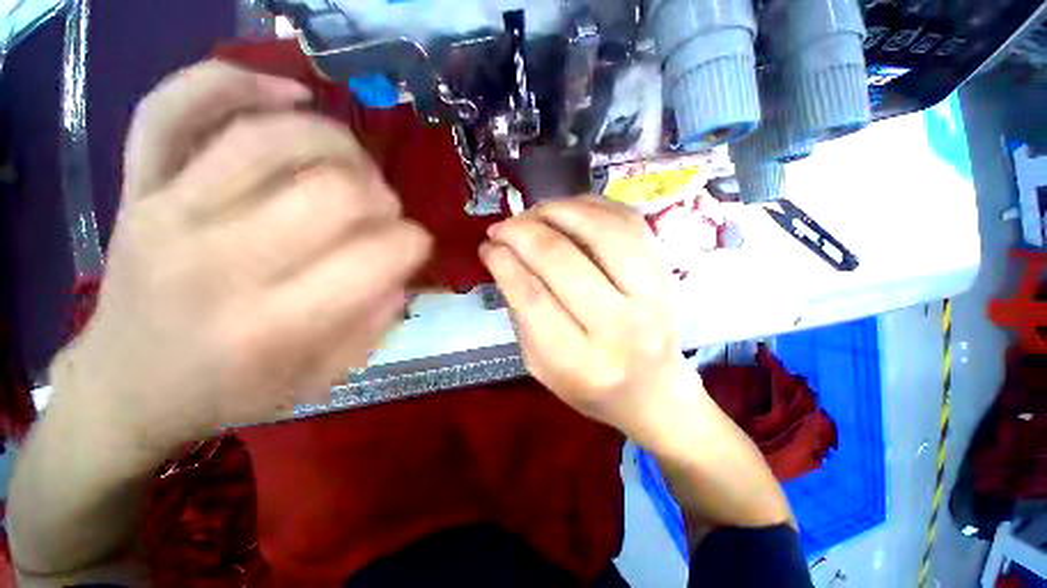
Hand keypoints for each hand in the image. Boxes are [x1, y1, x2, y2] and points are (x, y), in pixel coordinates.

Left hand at [52, 61, 431, 456]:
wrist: (127, 386)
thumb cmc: (231, 391)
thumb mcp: (324, 378)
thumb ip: (377, 323)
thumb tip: (402, 269)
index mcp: (276, 324)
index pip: (378, 255)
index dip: (415, 243)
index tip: (416, 247)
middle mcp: (221, 261)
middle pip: (335, 191)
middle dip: (383, 198)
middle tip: (383, 213)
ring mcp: (168, 210)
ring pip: (270, 136)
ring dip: (338, 143)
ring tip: (353, 165)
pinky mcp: (138, 184)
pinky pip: (175, 105)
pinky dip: (233, 81)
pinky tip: (286, 93)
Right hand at [480, 196, 700, 447]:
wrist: (653, 390)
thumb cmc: (590, 385)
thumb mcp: (541, 364)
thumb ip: (521, 314)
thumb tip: (503, 258)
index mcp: (580, 362)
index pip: (532, 298)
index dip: (504, 263)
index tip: (487, 246)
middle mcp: (619, 327)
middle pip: (562, 260)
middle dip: (522, 232)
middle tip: (502, 226)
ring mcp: (651, 295)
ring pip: (601, 232)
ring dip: (558, 211)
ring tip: (533, 212)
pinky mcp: (665, 273)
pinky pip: (630, 222)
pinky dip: (593, 206)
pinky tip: (569, 208)